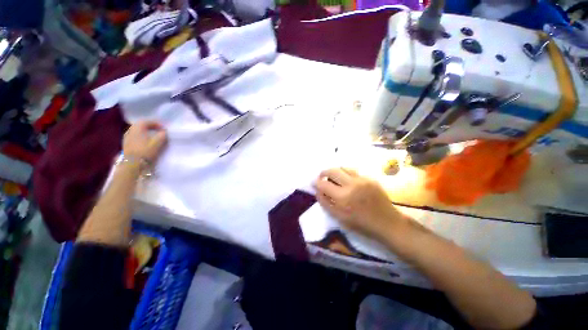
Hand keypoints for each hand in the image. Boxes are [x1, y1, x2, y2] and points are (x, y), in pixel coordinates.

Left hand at [123, 121, 167, 162]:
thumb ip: (162, 135)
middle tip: (158, 130)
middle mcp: (130, 130)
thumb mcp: (157, 143)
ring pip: (137, 131)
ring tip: (153, 136)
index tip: (163, 128)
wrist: (133, 164)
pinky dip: (141, 136)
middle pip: (140, 125)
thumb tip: (164, 132)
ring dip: (145, 131)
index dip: (156, 123)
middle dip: (150, 126)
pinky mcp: (126, 144)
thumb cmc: (145, 151)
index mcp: (137, 128)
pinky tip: (145, 141)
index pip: (147, 121)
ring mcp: (127, 137)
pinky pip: (134, 136)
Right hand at [314, 168, 407, 239]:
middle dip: (324, 173)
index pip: (323, 184)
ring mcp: (362, 179)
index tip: (314, 183)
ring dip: (335, 171)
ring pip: (343, 168)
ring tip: (334, 177)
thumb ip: (325, 202)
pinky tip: (347, 180)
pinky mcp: (370, 178)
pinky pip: (354, 171)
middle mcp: (351, 184)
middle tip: (322, 177)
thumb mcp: (339, 217)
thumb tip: (317, 190)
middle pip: (332, 170)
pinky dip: (346, 174)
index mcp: (342, 197)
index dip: (316, 182)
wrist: (387, 223)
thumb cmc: (361, 224)